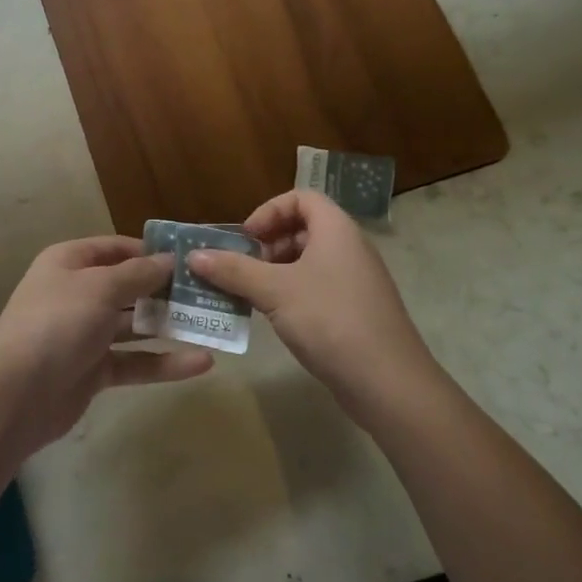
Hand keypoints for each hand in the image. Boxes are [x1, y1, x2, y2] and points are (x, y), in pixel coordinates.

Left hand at [0, 235, 213, 452]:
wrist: (16, 394)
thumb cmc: (57, 323)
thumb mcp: (100, 287)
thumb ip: (138, 274)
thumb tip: (170, 260)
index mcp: (70, 263)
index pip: (115, 248)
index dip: (150, 251)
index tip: (190, 258)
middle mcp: (77, 294)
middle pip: (129, 286)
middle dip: (166, 290)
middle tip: (210, 292)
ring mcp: (85, 334)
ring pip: (135, 326)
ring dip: (171, 326)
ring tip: (214, 324)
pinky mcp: (94, 370)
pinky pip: (135, 361)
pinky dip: (165, 362)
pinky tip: (203, 362)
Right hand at [187, 191, 436, 416]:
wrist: (388, 383)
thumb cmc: (330, 320)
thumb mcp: (274, 291)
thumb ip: (233, 270)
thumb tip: (193, 255)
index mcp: (336, 230)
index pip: (301, 198)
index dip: (269, 210)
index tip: (246, 238)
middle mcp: (349, 249)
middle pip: (303, 229)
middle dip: (267, 244)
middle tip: (241, 267)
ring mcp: (355, 282)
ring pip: (308, 262)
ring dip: (274, 272)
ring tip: (248, 294)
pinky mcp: (354, 312)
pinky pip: (316, 288)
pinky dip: (290, 294)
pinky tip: (271, 317)